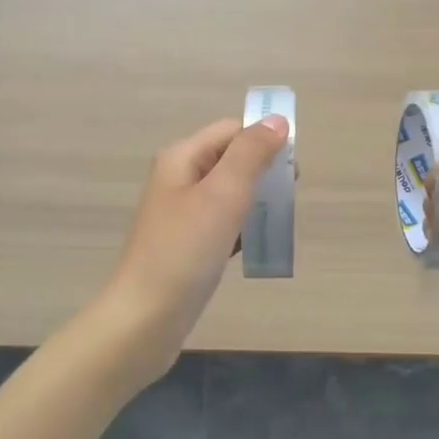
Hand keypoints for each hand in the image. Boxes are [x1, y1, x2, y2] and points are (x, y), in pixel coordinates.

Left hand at [105, 114, 290, 379]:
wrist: (145, 318)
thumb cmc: (185, 251)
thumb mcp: (223, 194)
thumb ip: (252, 153)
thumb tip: (278, 120)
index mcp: (182, 158)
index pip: (232, 130)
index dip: (264, 141)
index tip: (292, 171)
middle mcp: (178, 179)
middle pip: (231, 159)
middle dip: (264, 173)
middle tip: (286, 199)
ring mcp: (182, 214)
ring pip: (230, 193)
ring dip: (256, 202)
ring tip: (276, 222)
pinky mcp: (188, 245)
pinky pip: (224, 223)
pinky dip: (243, 228)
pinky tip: (256, 245)